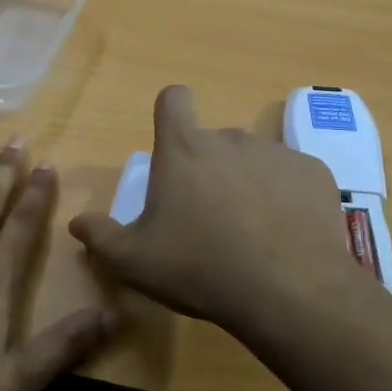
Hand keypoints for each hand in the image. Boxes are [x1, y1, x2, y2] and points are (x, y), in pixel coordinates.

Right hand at [68, 85, 369, 332]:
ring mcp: (277, 153)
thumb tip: (77, 222)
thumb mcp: (135, 261)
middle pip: (212, 141)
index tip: (172, 143)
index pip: (173, 99)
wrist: (289, 290)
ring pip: (253, 160)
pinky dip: (285, 197)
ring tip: (251, 232)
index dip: (170, 113)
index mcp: (184, 149)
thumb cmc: (200, 267)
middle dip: (208, 169)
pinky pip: (291, 177)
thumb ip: (100, 237)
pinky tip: (286, 235)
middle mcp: (230, 138)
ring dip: (247, 183)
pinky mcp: (314, 173)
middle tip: (208, 218)